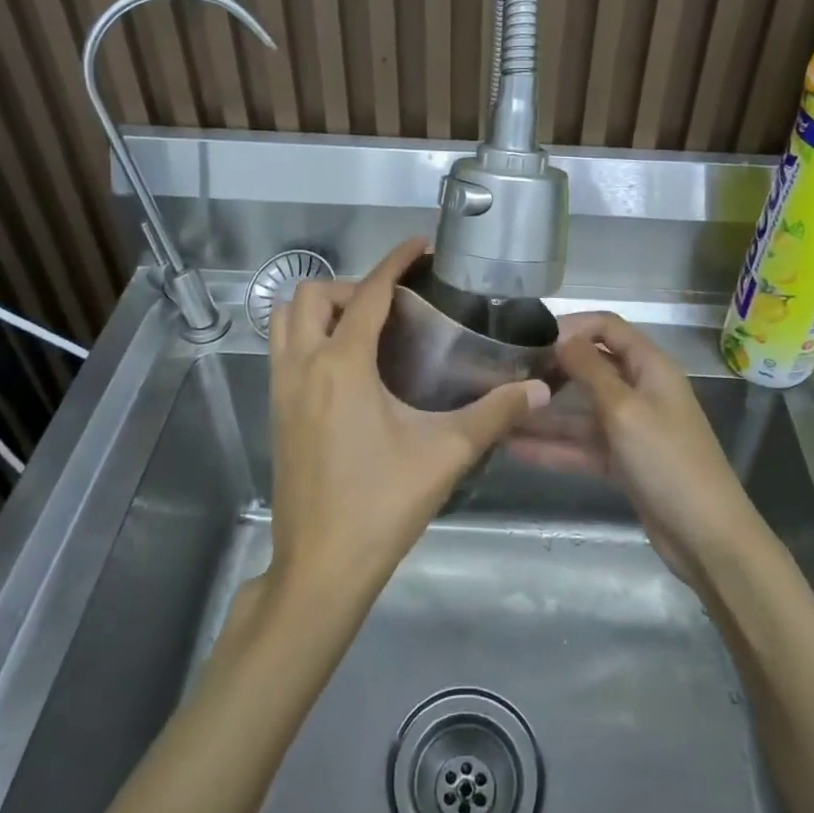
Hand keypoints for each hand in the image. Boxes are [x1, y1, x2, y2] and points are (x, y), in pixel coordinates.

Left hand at [267, 238, 548, 603]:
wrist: (322, 566)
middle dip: (351, 286)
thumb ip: (494, 415)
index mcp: (342, 365)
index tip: (420, 246)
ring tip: (364, 328)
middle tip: (392, 306)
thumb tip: (538, 389)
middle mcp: (302, 366)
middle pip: (311, 296)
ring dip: (319, 309)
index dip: (395, 262)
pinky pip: (281, 350)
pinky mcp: (275, 412)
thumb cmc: (383, 504)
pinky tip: (346, 368)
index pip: (367, 293)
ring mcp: (280, 389)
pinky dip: (307, 337)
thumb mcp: (445, 454)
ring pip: (284, 321)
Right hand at [515, 313, 755, 585]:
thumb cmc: (667, 461)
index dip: (572, 325)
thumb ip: (590, 370)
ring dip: (544, 413)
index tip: (530, 337)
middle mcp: (640, 390)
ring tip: (499, 413)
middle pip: (591, 367)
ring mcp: (631, 428)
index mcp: (650, 367)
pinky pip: (582, 445)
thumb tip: (562, 336)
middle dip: (552, 368)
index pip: (608, 327)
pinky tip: (514, 448)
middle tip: (507, 374)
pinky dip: (554, 446)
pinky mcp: (622, 461)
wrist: (706, 537)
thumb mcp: (624, 410)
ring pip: (581, 411)